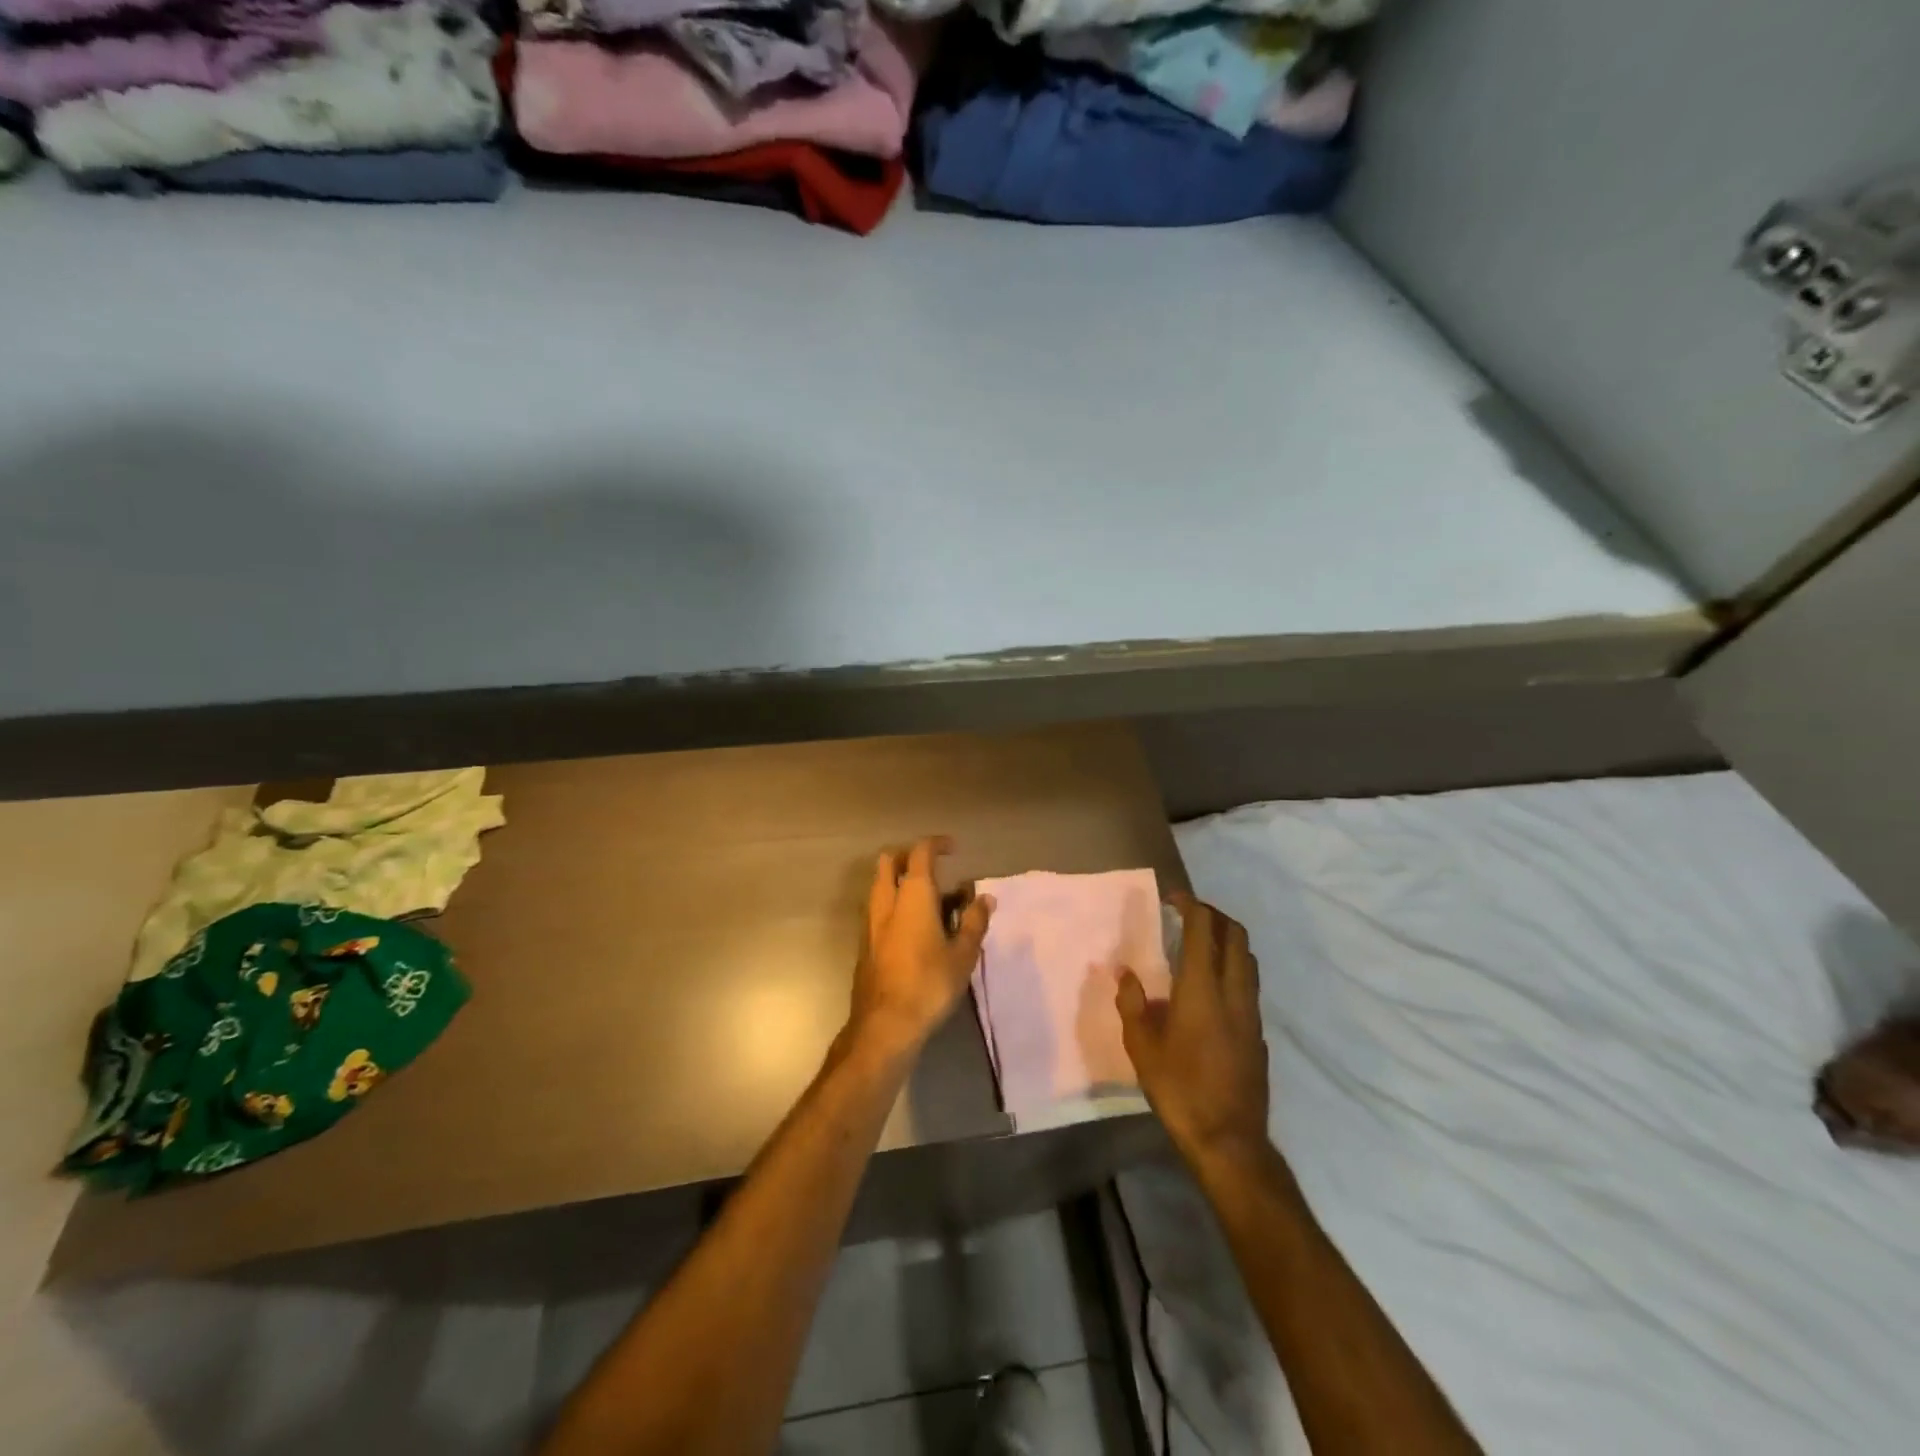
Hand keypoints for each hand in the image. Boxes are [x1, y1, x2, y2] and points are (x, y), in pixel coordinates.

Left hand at [849, 837, 993, 1056]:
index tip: (953, 848)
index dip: (936, 845)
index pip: (920, 853)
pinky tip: (913, 927)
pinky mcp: (864, 944)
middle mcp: (887, 901)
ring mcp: (870, 922)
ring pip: (880, 886)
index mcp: (913, 896)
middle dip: (908, 856)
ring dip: (900, 881)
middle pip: (889, 862)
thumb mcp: (963, 955)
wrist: (884, 1025)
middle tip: (933, 866)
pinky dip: (894, 904)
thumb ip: (974, 922)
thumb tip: (984, 898)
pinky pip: (878, 909)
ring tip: (929, 899)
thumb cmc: (929, 984)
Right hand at [1117, 893, 1270, 1167]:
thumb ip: (1132, 1004)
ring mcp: (1252, 1014)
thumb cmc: (1179, 1090)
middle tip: (1189, 914)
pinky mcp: (1259, 1034)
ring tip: (1201, 945)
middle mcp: (1234, 992)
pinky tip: (1212, 989)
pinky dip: (1233, 970)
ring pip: (1248, 960)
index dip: (1191, 905)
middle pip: (1236, 936)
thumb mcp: (1141, 1048)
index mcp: (1202, 989)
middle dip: (1214, 915)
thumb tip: (1125, 974)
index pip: (1204, 929)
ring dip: (1227, 941)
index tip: (1173, 897)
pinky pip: (1249, 986)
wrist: (1229, 1141)